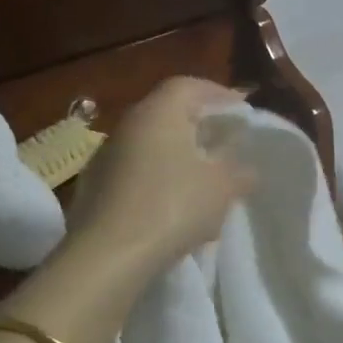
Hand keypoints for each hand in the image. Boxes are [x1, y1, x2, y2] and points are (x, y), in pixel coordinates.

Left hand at [62, 78, 255, 281]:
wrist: (107, 256)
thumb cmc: (172, 207)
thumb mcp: (221, 189)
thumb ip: (239, 173)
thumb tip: (249, 169)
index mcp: (158, 112)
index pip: (189, 86)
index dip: (219, 95)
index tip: (242, 113)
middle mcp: (127, 125)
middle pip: (167, 114)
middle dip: (199, 126)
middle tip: (225, 144)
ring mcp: (105, 157)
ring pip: (150, 146)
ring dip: (178, 156)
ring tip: (203, 179)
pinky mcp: (94, 189)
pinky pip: (135, 174)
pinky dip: (158, 180)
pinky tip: (173, 207)